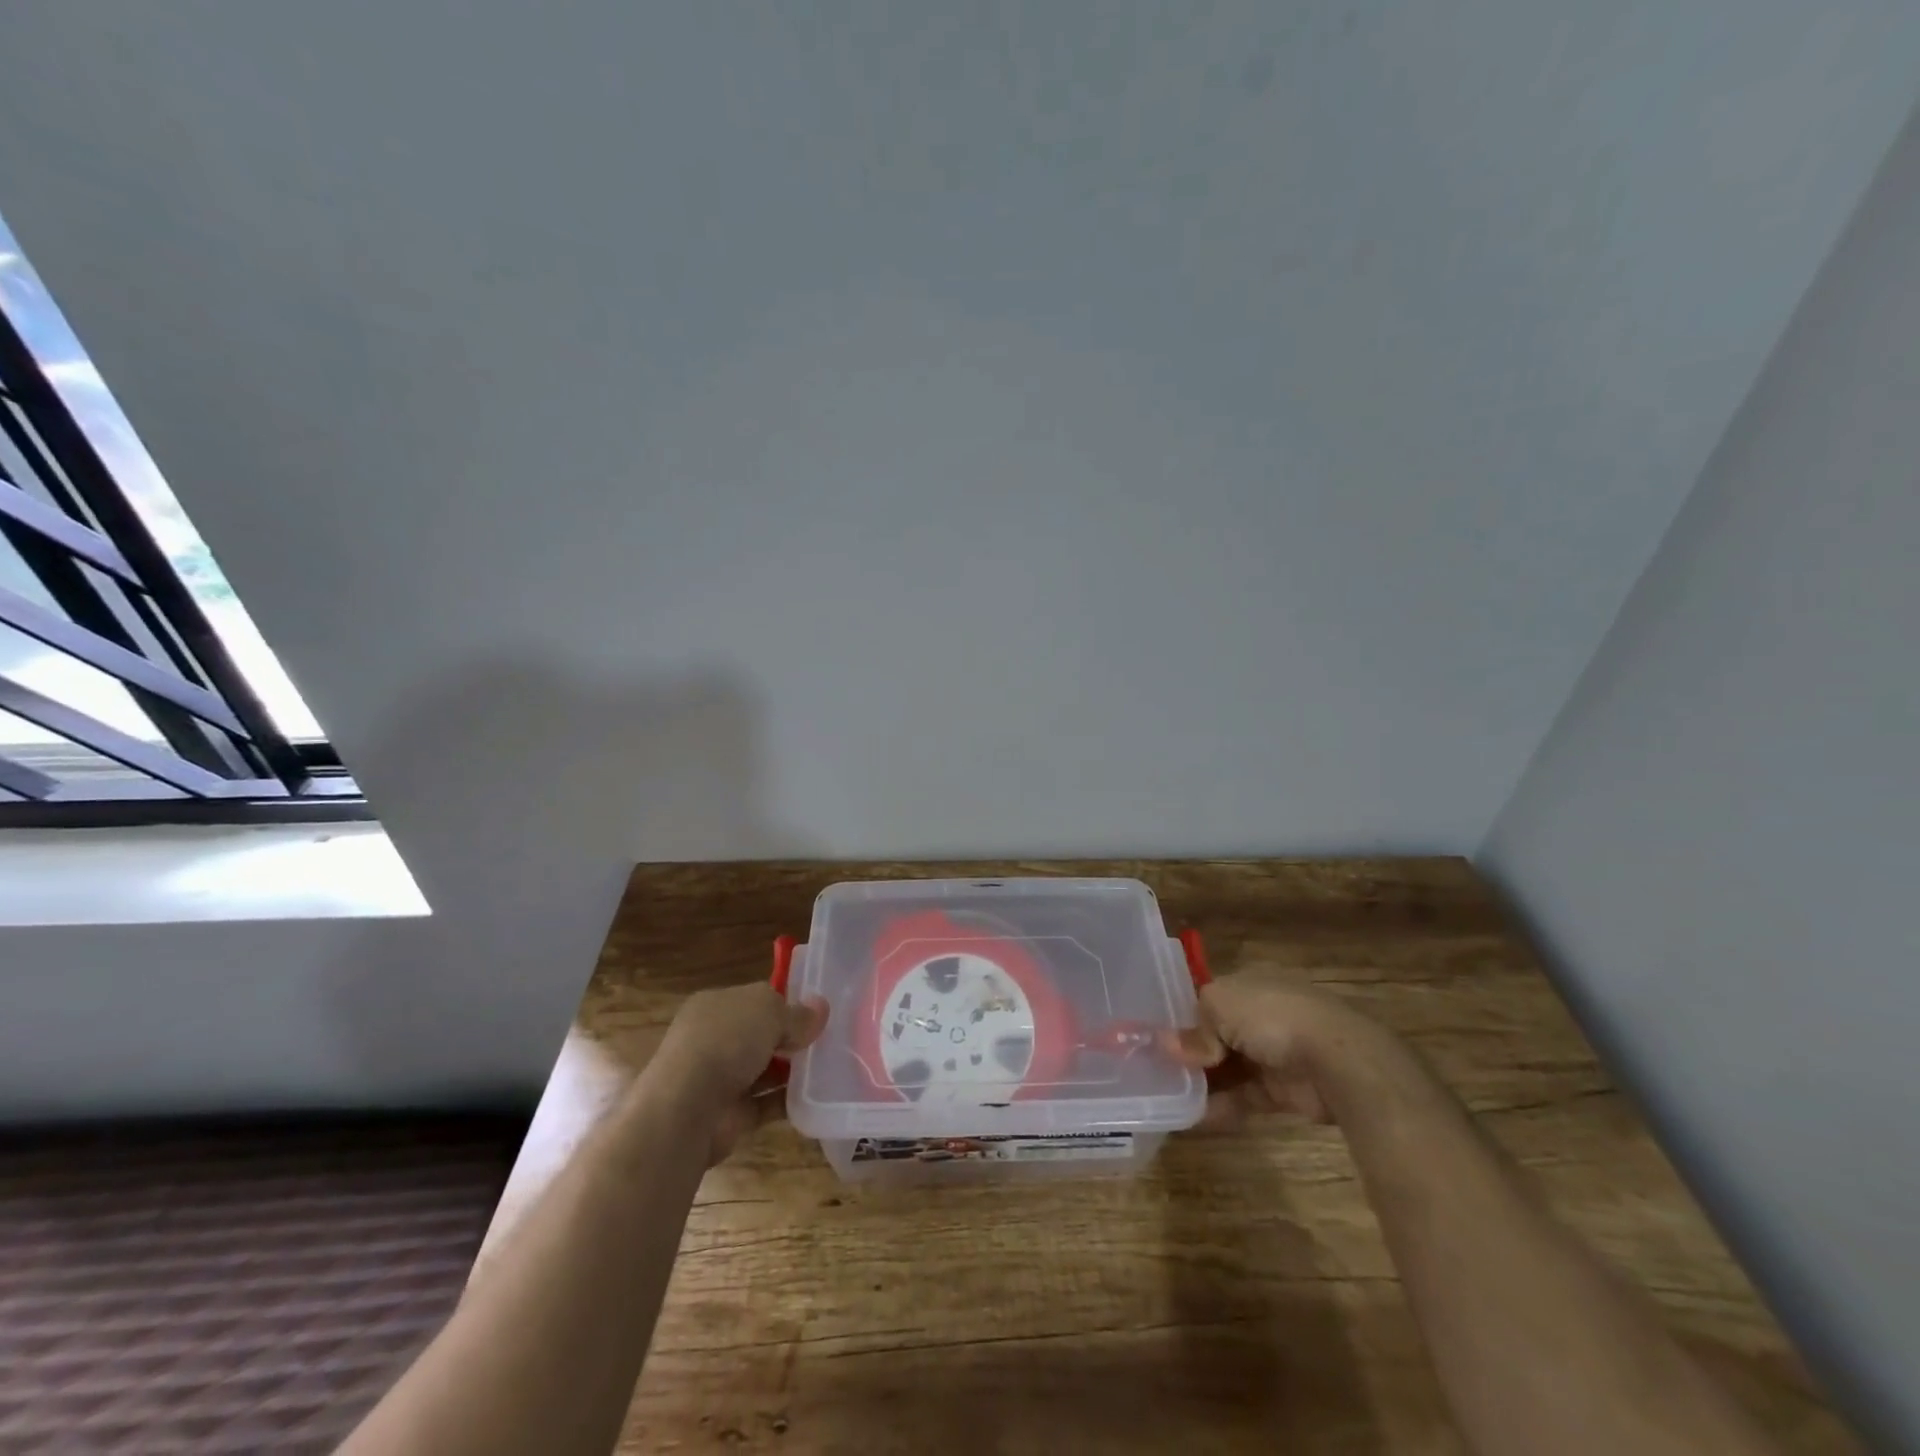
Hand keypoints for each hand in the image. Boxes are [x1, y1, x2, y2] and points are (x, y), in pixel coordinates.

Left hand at [647, 983, 827, 1163]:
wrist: (688, 1109)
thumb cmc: (726, 1042)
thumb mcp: (768, 1011)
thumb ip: (796, 1013)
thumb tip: (820, 1009)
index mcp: (715, 1005)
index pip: (755, 999)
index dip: (785, 1003)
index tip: (816, 1011)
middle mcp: (714, 1039)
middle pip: (761, 1035)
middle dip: (791, 1038)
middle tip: (828, 1039)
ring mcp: (720, 1079)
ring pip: (765, 1069)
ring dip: (793, 1070)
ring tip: (831, 1066)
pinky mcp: (732, 1114)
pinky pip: (767, 1103)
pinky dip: (789, 1101)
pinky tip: (818, 1096)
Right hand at [1175, 973, 1385, 1128]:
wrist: (1336, 1059)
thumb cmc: (1271, 1016)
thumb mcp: (1219, 1006)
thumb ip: (1194, 1029)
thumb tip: (1168, 1047)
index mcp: (1249, 983)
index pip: (1209, 997)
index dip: (1183, 1015)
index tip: (1155, 1035)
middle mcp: (1262, 1014)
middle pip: (1217, 1033)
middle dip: (1190, 1051)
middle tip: (1158, 1068)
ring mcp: (1274, 1053)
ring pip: (1229, 1067)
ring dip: (1203, 1081)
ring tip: (1168, 1095)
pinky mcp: (1284, 1090)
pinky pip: (1244, 1096)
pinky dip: (1221, 1106)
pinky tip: (1193, 1116)